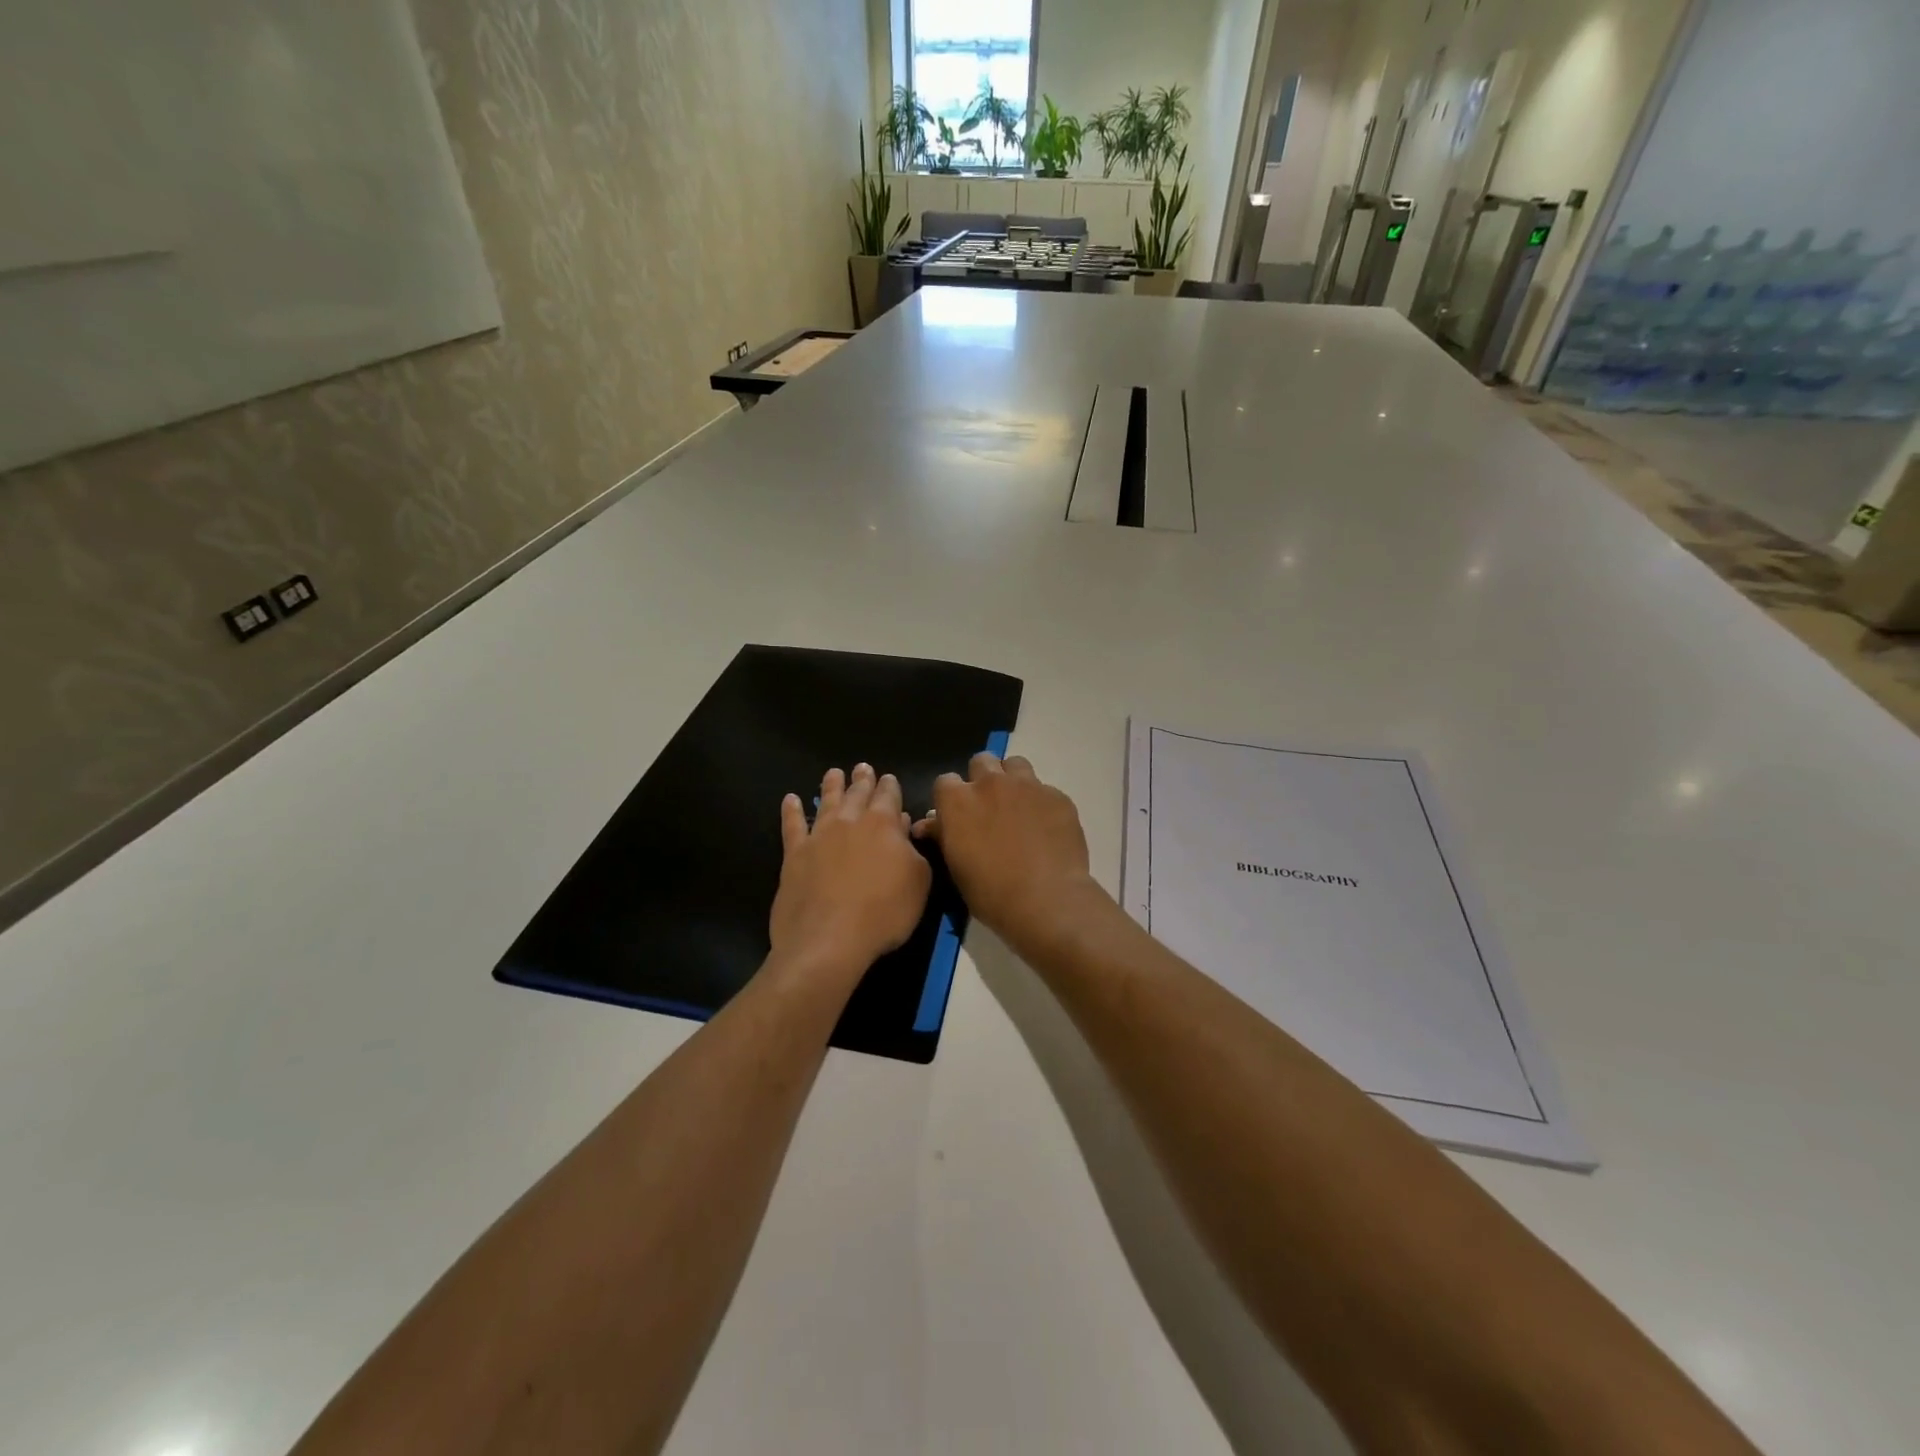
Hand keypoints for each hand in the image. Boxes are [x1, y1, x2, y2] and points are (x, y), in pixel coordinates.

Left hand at [769, 764, 931, 981]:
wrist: (828, 940)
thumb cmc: (883, 913)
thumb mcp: (918, 882)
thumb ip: (913, 851)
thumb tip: (903, 827)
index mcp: (883, 825)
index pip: (889, 796)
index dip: (890, 786)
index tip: (889, 778)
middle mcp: (850, 822)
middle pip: (857, 794)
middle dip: (862, 780)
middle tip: (862, 768)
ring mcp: (819, 836)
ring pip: (826, 801)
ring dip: (831, 786)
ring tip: (833, 773)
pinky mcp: (794, 855)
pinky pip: (792, 825)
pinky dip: (791, 811)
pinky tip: (790, 800)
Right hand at [912, 754, 1100, 950]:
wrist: (1047, 901)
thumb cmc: (991, 892)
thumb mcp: (956, 867)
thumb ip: (943, 835)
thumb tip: (928, 823)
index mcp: (958, 801)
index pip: (944, 781)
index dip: (950, 798)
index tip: (957, 816)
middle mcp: (991, 783)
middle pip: (981, 761)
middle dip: (982, 779)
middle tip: (989, 807)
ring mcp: (1028, 786)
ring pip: (1015, 765)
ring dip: (1012, 780)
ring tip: (1018, 808)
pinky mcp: (1058, 796)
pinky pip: (1045, 790)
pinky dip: (1041, 803)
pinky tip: (1046, 828)